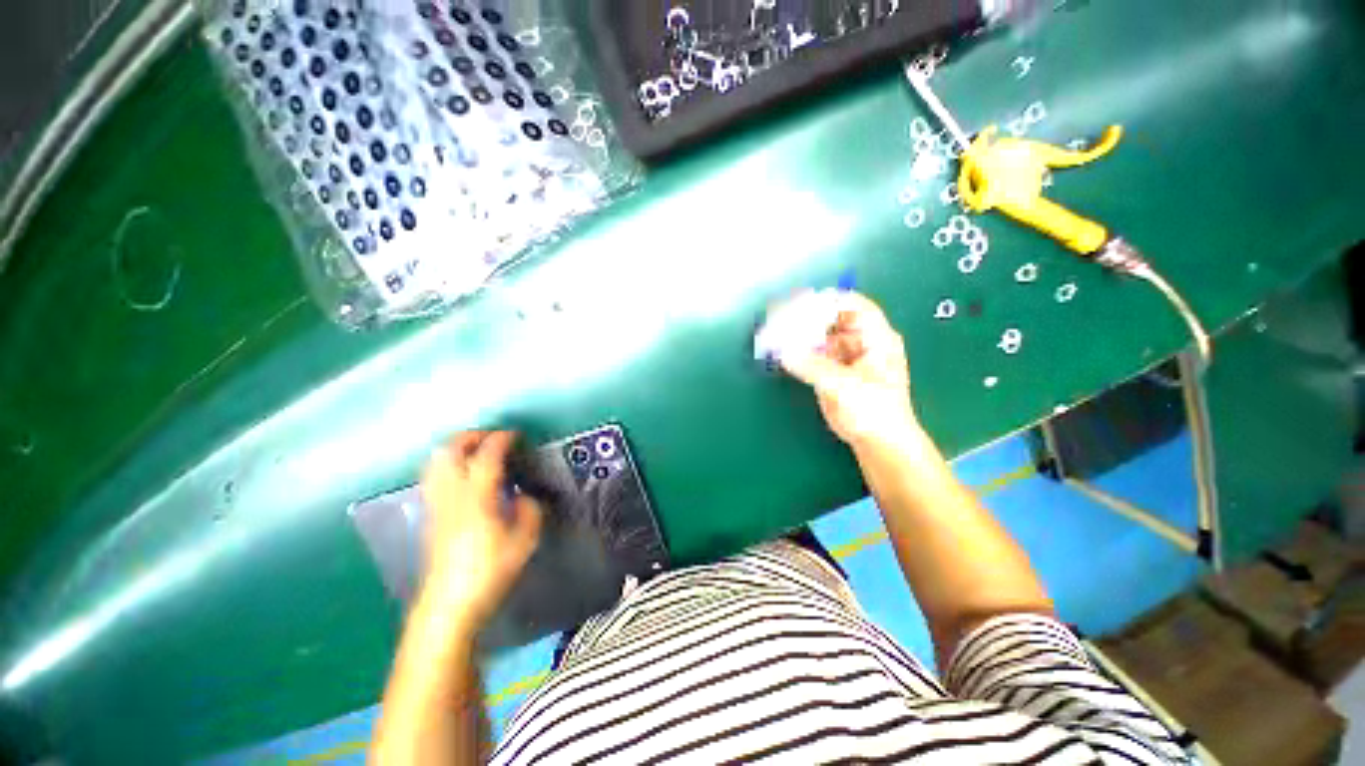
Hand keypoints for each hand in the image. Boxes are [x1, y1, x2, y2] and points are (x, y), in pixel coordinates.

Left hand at [419, 431, 542, 626]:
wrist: (448, 605)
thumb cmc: (489, 572)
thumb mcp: (524, 542)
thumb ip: (529, 511)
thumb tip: (524, 497)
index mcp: (477, 498)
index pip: (486, 456)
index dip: (500, 439)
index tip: (514, 434)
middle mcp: (451, 495)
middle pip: (450, 451)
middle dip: (470, 436)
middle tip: (492, 437)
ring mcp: (436, 505)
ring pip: (436, 463)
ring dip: (455, 449)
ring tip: (475, 450)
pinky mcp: (430, 516)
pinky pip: (434, 477)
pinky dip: (447, 465)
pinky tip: (462, 475)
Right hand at [780, 292, 920, 450]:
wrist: (878, 442)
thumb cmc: (874, 411)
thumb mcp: (844, 386)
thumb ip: (813, 367)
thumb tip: (784, 353)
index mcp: (876, 337)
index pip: (853, 305)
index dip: (828, 301)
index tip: (801, 303)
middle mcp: (860, 341)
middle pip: (832, 318)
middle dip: (807, 317)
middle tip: (781, 318)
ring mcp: (845, 356)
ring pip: (819, 336)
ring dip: (799, 334)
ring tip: (776, 332)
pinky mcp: (831, 371)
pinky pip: (812, 354)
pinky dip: (797, 351)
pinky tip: (782, 351)